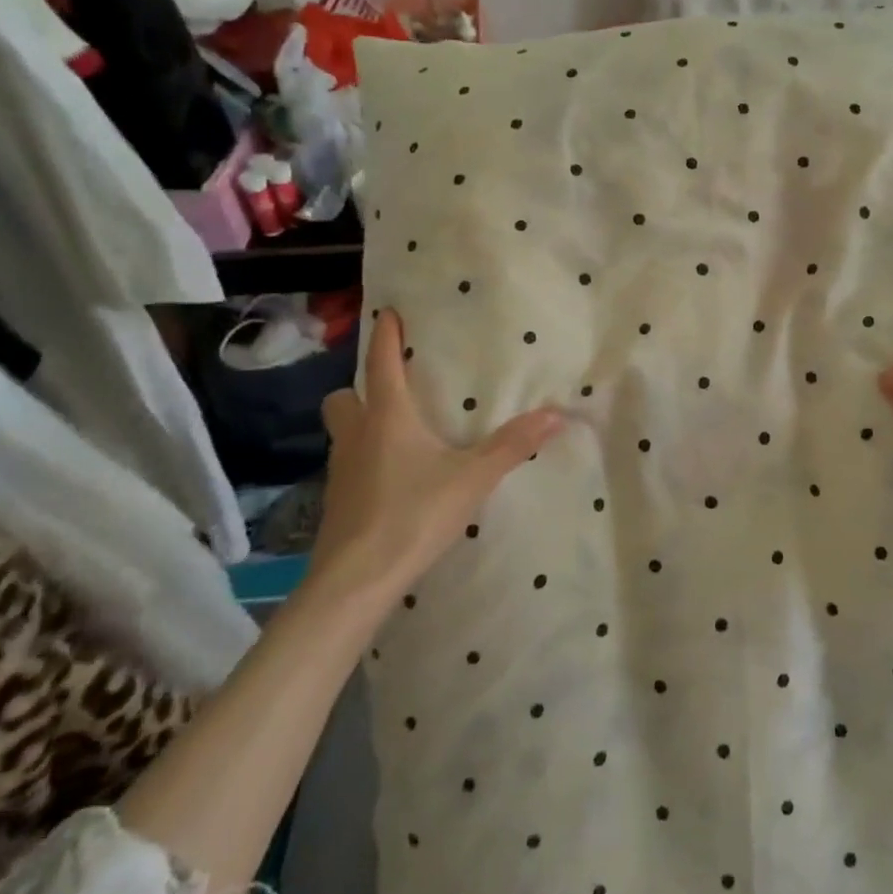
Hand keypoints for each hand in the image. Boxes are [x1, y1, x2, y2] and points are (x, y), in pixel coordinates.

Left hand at [308, 311, 565, 611]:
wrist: (355, 580)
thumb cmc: (413, 514)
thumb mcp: (472, 478)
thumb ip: (512, 446)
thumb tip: (556, 414)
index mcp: (388, 418)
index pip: (383, 365)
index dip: (385, 336)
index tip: (387, 312)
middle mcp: (357, 436)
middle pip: (344, 398)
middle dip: (361, 388)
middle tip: (392, 392)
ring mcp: (340, 471)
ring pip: (342, 433)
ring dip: (361, 424)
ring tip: (396, 434)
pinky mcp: (336, 503)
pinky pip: (347, 465)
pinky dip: (365, 460)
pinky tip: (392, 479)